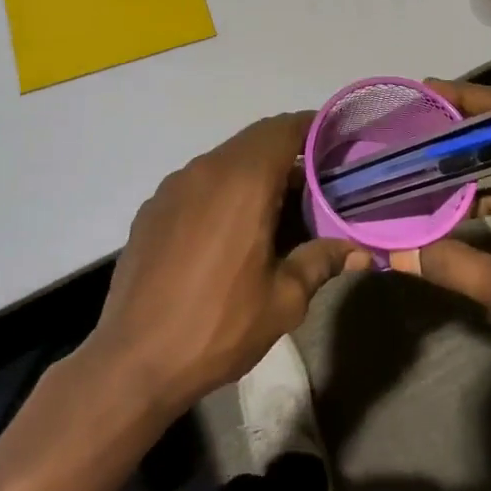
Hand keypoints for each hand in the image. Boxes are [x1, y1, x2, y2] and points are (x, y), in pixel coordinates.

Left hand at [85, 113, 364, 416]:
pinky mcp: (152, 208)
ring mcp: (173, 187)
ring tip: (275, 208)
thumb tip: (357, 249)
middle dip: (287, 153)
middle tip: (315, 181)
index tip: (335, 141)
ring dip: (253, 172)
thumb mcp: (283, 300)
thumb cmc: (218, 326)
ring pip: (225, 160)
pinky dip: (222, 190)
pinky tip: (228, 230)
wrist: (133, 361)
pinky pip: (198, 182)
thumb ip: (321, 261)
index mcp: (243, 182)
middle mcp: (206, 170)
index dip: (312, 128)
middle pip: (255, 141)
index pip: (284, 130)